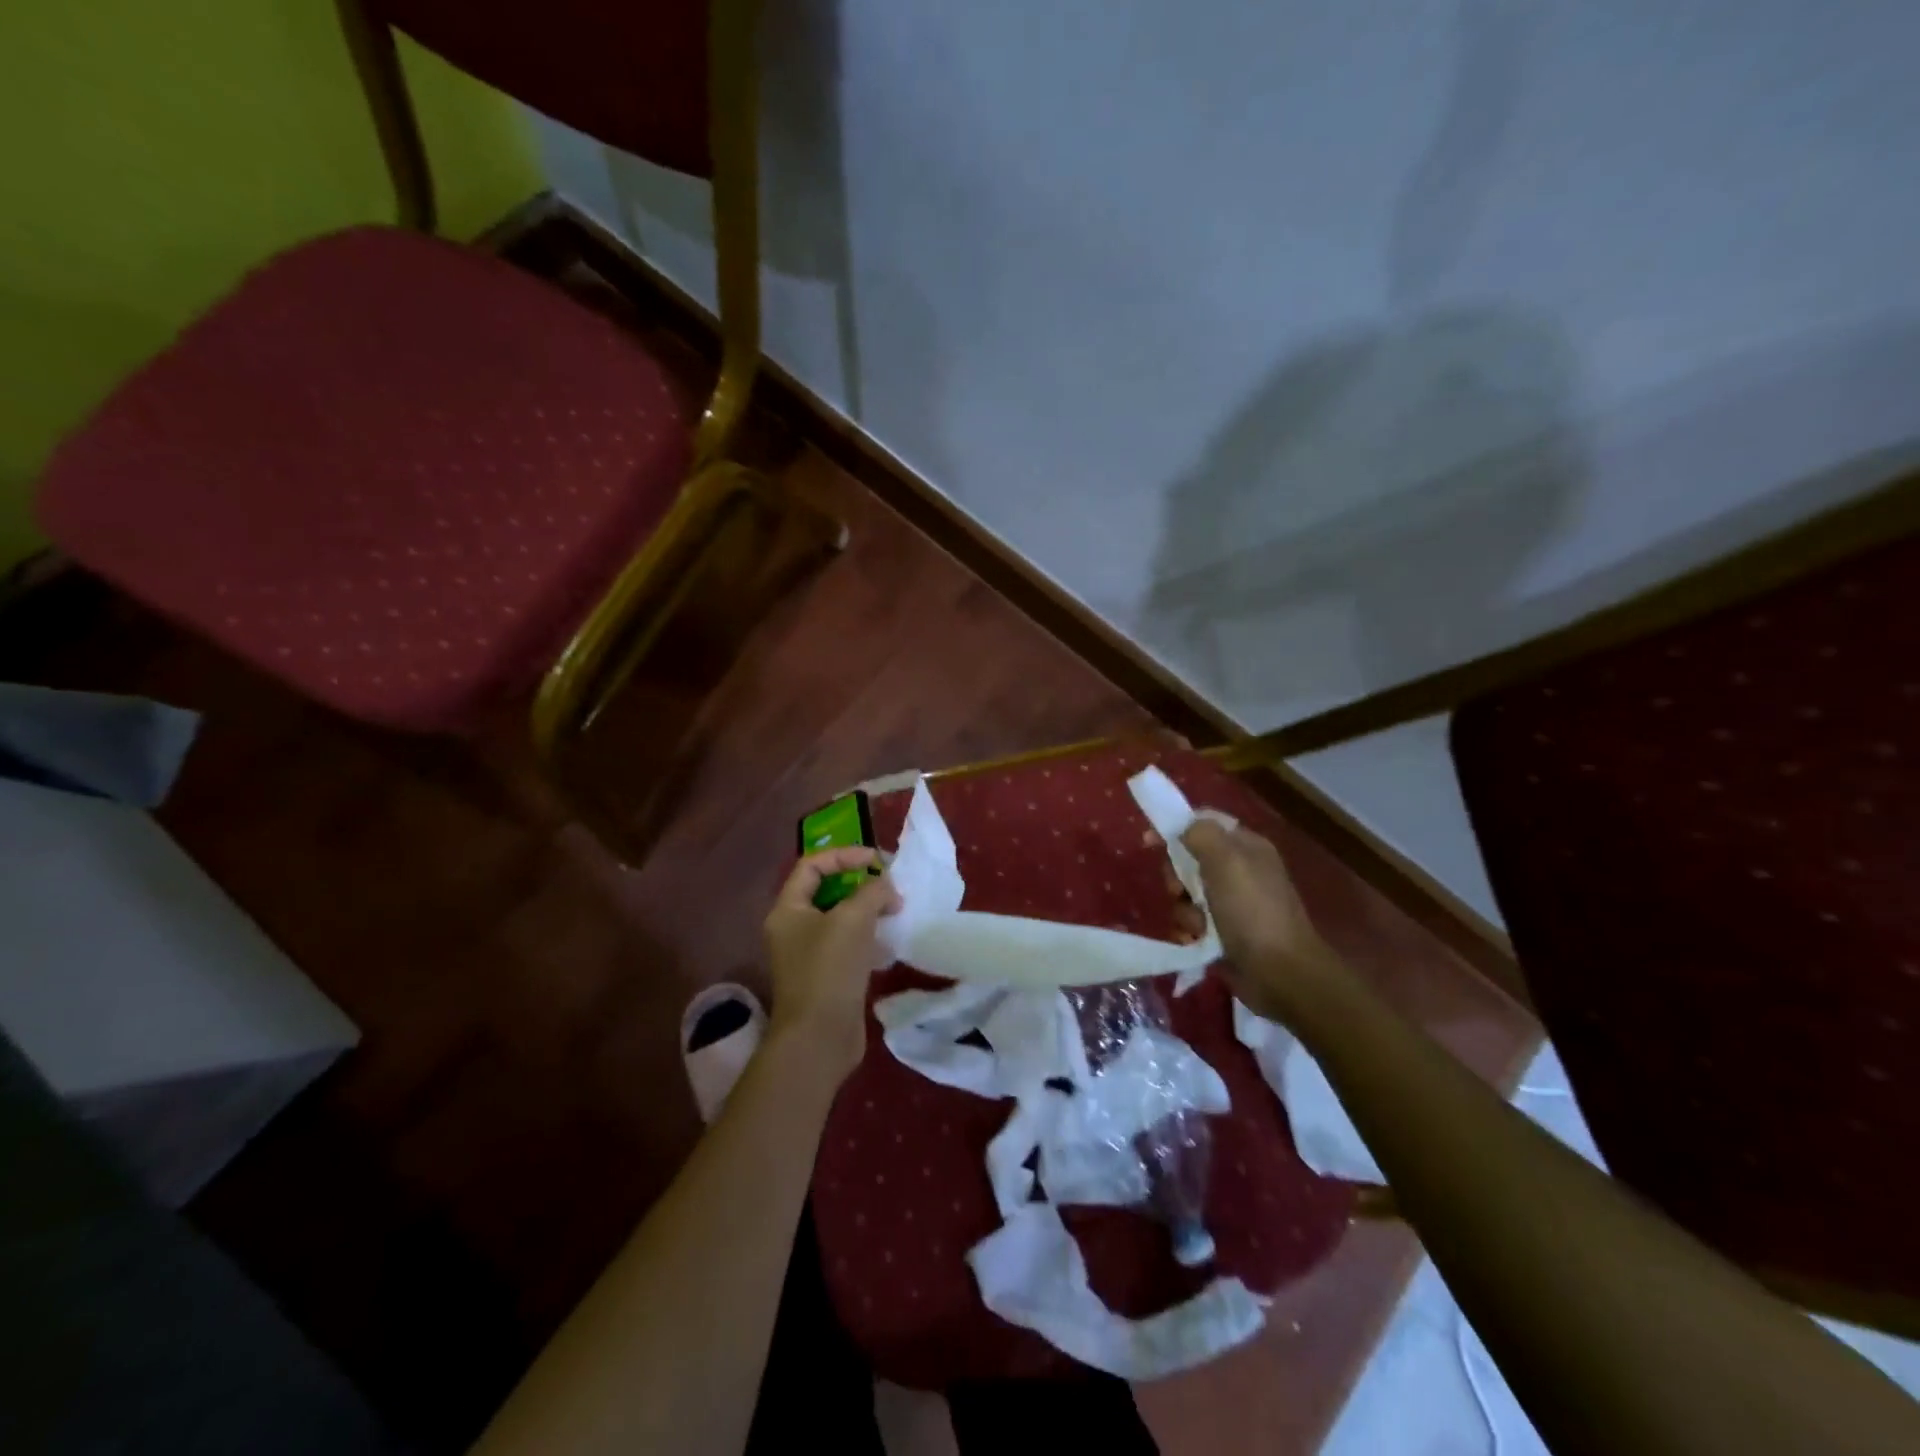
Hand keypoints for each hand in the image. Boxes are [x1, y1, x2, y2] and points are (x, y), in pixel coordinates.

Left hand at [762, 848, 901, 1083]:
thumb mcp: (853, 919)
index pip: (813, 865)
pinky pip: (849, 945)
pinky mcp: (827, 977)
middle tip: (891, 886)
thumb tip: (886, 885)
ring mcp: (809, 955)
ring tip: (895, 911)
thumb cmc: (829, 970)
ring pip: (841, 919)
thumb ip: (872, 892)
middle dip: (861, 884)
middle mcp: (793, 928)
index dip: (845, 855)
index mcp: (788, 909)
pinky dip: (869, 937)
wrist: (819, 1038)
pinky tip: (890, 942)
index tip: (878, 862)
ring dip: (868, 911)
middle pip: (827, 891)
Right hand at [1181, 819, 1341, 1024]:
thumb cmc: (1252, 910)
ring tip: (1198, 925)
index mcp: (1246, 846)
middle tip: (1179, 891)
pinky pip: (1193, 920)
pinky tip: (1197, 939)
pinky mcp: (1224, 931)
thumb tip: (1182, 825)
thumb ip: (1201, 834)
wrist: (1279, 973)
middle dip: (1177, 876)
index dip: (1176, 829)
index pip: (1203, 824)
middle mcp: (1240, 870)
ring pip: (1187, 893)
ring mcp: (1232, 903)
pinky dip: (1191, 929)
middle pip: (1189, 859)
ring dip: (1185, 909)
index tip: (1150, 841)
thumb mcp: (1226, 861)